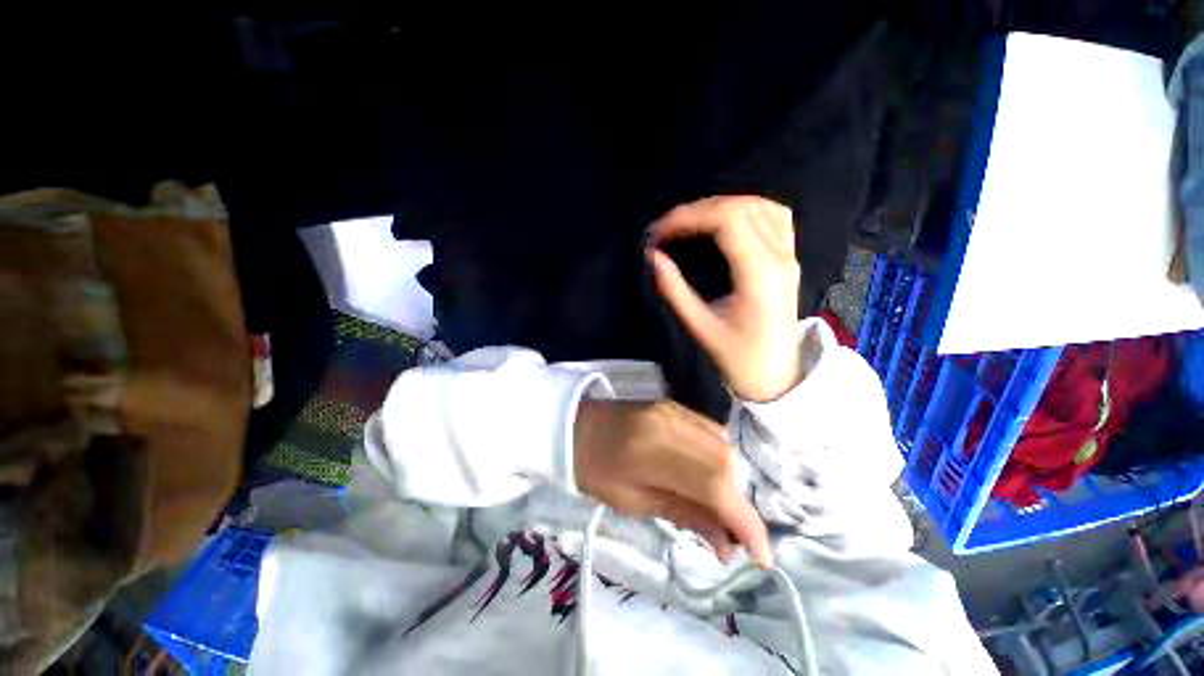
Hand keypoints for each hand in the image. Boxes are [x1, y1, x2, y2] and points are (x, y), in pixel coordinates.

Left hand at [574, 398, 772, 566]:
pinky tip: (707, 476)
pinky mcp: (676, 405)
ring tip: (718, 509)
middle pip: (726, 461)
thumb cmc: (593, 468)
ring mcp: (676, 409)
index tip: (763, 557)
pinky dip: (718, 459)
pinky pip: (711, 432)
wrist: (575, 423)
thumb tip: (727, 545)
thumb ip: (683, 516)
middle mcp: (673, 423)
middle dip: (737, 503)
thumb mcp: (631, 501)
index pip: (714, 485)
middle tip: (731, 535)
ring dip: (730, 481)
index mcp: (654, 450)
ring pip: (723, 446)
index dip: (744, 521)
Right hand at [649, 196, 802, 401]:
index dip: (688, 217)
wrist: (777, 378)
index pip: (728, 221)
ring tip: (691, 223)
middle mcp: (780, 258)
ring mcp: (790, 256)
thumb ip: (675, 290)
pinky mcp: (789, 260)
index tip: (659, 232)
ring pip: (761, 206)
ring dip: (722, 206)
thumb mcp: (701, 328)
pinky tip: (725, 222)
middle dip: (698, 210)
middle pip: (742, 207)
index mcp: (760, 276)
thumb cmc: (739, 360)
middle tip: (667, 229)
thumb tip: (653, 257)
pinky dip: (746, 210)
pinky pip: (774, 217)